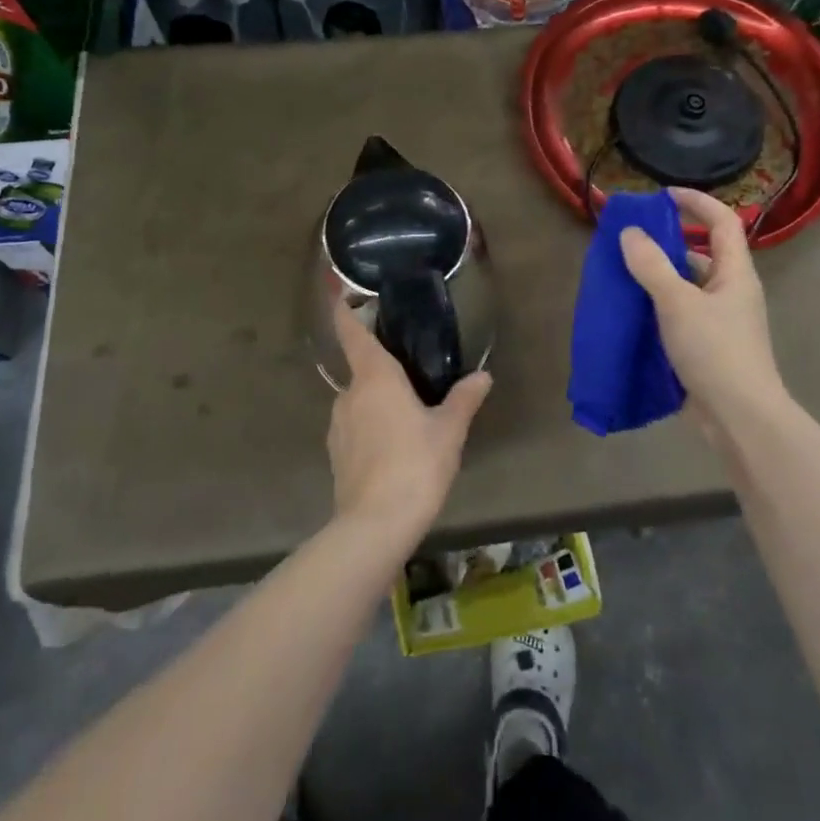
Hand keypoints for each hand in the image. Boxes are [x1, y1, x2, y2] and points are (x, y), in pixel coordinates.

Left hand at [327, 301, 491, 544]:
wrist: (375, 525)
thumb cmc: (415, 464)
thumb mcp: (449, 430)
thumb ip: (464, 399)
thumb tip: (483, 376)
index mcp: (374, 378)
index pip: (352, 333)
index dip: (346, 312)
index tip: (344, 296)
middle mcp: (349, 394)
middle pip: (361, 369)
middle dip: (382, 368)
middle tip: (412, 374)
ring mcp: (338, 426)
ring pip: (358, 401)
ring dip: (378, 402)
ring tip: (408, 416)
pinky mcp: (336, 454)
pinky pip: (355, 427)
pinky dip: (371, 427)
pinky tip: (393, 447)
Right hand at [619, 187, 784, 432]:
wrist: (740, 418)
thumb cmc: (715, 351)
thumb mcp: (677, 303)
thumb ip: (651, 265)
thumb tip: (630, 232)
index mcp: (735, 272)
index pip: (723, 221)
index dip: (697, 202)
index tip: (662, 195)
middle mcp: (731, 291)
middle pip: (703, 252)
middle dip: (669, 240)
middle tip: (631, 237)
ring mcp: (721, 320)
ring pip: (689, 285)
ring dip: (660, 275)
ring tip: (623, 271)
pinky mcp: (708, 345)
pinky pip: (681, 312)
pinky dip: (658, 305)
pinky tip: (633, 310)